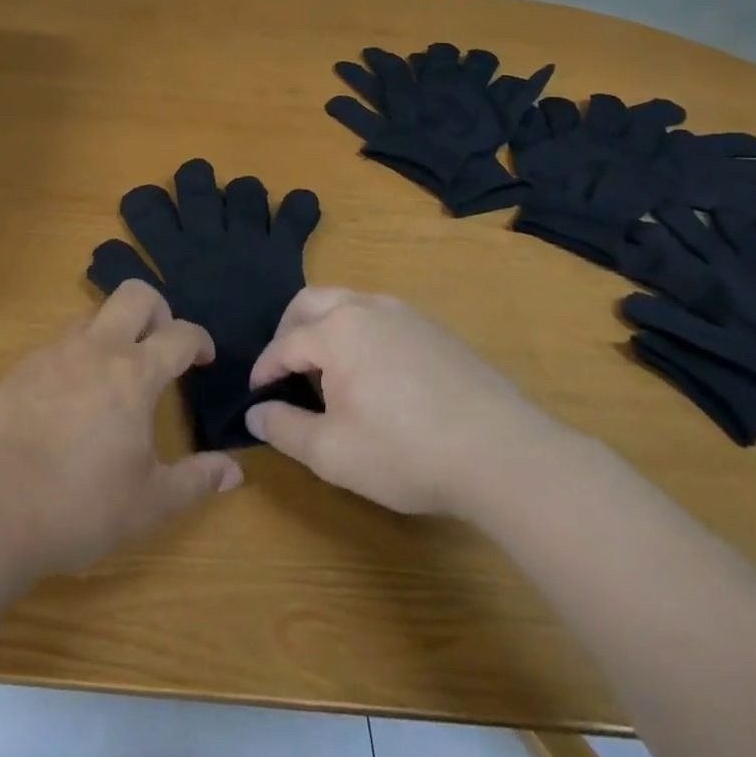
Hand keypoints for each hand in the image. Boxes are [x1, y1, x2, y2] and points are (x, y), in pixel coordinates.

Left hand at [0, 280, 243, 579]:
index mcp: (134, 374)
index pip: (180, 334)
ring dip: (113, 332)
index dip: (200, 340)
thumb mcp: (149, 503)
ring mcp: (54, 352)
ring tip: (115, 375)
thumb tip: (234, 471)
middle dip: (158, 308)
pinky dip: (77, 357)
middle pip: (135, 294)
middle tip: (161, 344)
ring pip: (93, 316)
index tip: (204, 358)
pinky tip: (71, 398)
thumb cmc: (81, 507)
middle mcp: (96, 349)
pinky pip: (59, 345)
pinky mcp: (22, 367)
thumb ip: (196, 481)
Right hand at [245, 287, 567, 517]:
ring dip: (325, 326)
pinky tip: (373, 372)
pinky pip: (381, 317)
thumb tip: (254, 412)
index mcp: (336, 331)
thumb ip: (284, 428)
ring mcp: (405, 314)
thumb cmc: (405, 452)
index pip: (285, 344)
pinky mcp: (435, 330)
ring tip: (324, 367)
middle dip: (288, 330)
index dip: (264, 369)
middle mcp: (366, 308)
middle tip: (283, 366)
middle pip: (311, 302)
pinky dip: (359, 332)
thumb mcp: (332, 453)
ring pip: (348, 303)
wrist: (501, 453)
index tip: (256, 394)